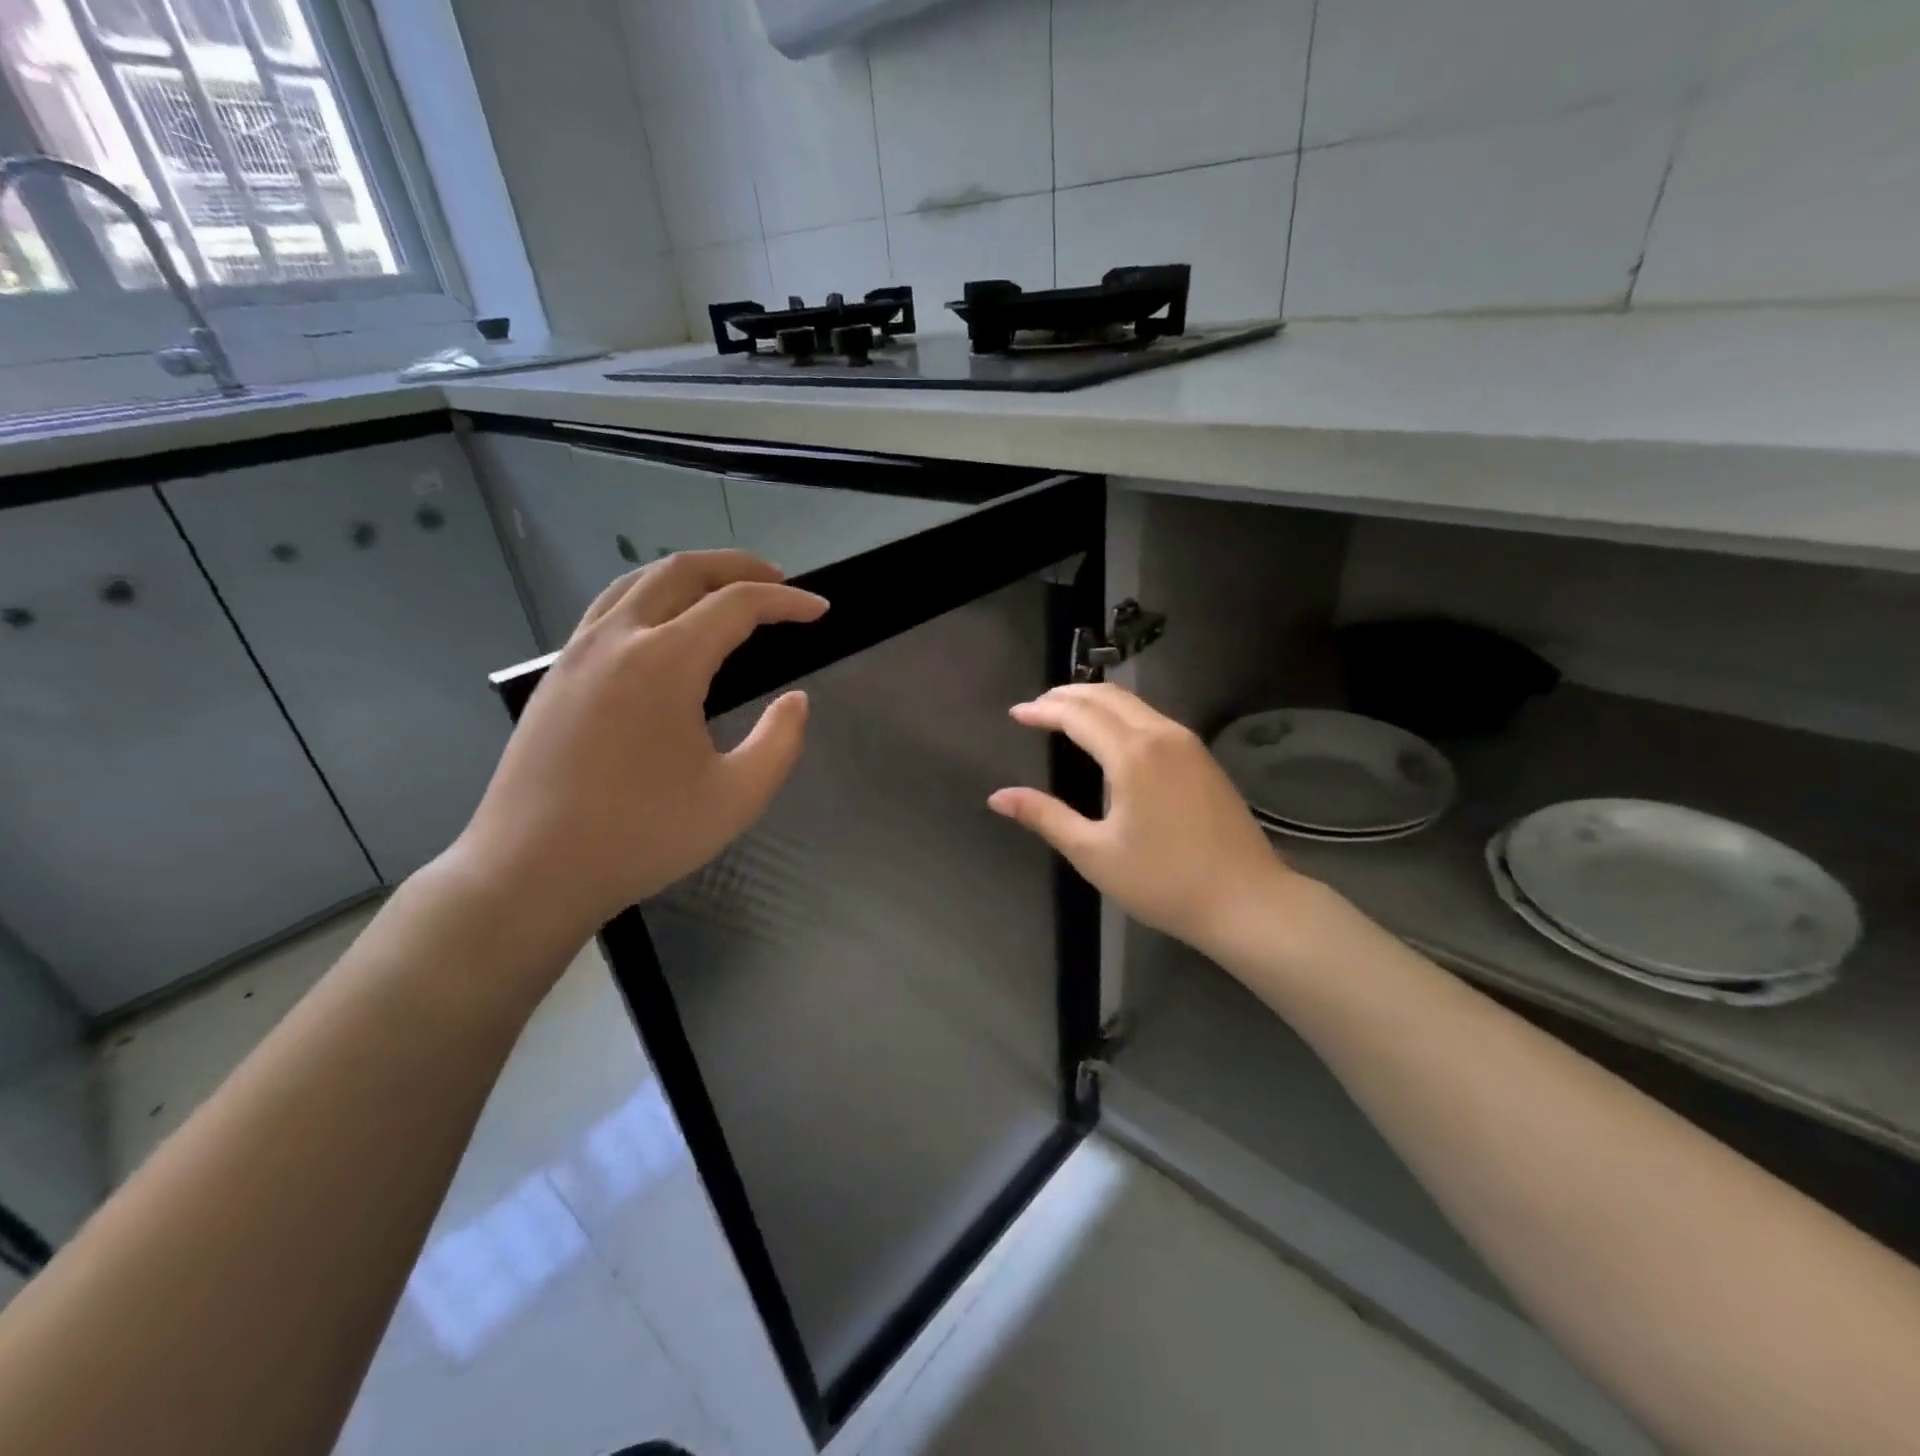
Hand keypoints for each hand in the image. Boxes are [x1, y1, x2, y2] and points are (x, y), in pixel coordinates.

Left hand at [448, 551, 827, 944]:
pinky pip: (608, 610)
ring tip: (724, 591)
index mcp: (665, 662)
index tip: (820, 610)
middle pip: (682, 571)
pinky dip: (650, 597)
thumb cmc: (641, 837)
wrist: (530, 871)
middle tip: (778, 581)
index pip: (737, 605)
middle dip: (738, 567)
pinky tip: (664, 628)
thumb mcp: (736, 798)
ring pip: (637, 582)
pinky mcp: (556, 676)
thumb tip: (795, 701)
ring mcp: (577, 653)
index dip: (786, 602)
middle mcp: (617, 639)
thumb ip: (780, 742)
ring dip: (689, 575)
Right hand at [989, 684, 1305, 960]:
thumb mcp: (1094, 853)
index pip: (1078, 715)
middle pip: (1108, 697)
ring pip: (1134, 703)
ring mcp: (1188, 744)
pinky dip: (1121, 714)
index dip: (1043, 710)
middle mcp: (1161, 735)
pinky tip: (1110, 735)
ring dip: (1096, 701)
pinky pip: (1152, 718)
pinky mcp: (1203, 758)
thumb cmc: (1163, 881)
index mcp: (1132, 754)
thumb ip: (1045, 817)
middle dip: (1068, 695)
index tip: (1016, 713)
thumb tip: (998, 797)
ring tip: (1066, 713)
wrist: (1246, 900)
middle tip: (1036, 707)